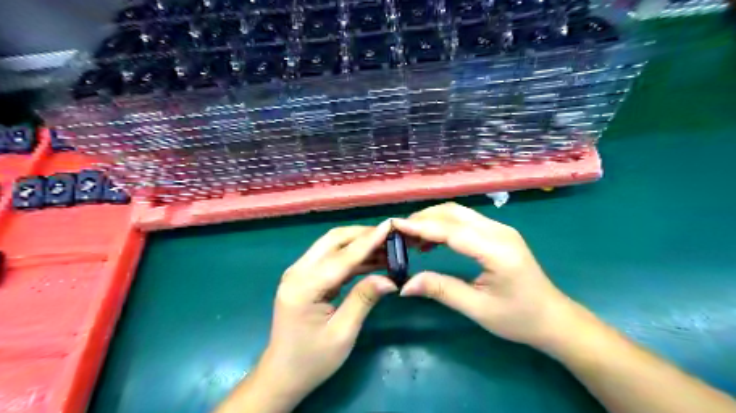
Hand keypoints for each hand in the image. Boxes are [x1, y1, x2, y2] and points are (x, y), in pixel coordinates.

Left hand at [256, 221, 396, 406]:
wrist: (282, 375)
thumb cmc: (312, 360)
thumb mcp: (343, 333)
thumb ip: (363, 299)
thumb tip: (390, 279)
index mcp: (304, 287)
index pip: (342, 257)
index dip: (368, 241)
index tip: (389, 226)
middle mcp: (297, 272)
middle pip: (333, 240)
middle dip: (362, 235)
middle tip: (390, 236)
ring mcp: (299, 272)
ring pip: (332, 245)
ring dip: (358, 243)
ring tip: (387, 247)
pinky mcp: (304, 277)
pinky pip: (331, 258)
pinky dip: (351, 256)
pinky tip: (371, 260)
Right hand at [394, 201, 576, 348]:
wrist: (553, 318)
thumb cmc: (518, 318)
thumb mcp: (478, 308)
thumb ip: (441, 290)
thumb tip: (405, 285)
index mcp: (496, 250)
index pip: (451, 230)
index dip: (421, 226)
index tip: (394, 225)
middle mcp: (499, 231)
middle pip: (454, 213)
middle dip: (423, 218)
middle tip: (399, 233)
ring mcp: (500, 229)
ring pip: (459, 213)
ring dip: (432, 219)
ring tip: (410, 236)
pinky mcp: (498, 233)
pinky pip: (465, 221)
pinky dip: (444, 225)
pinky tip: (431, 240)